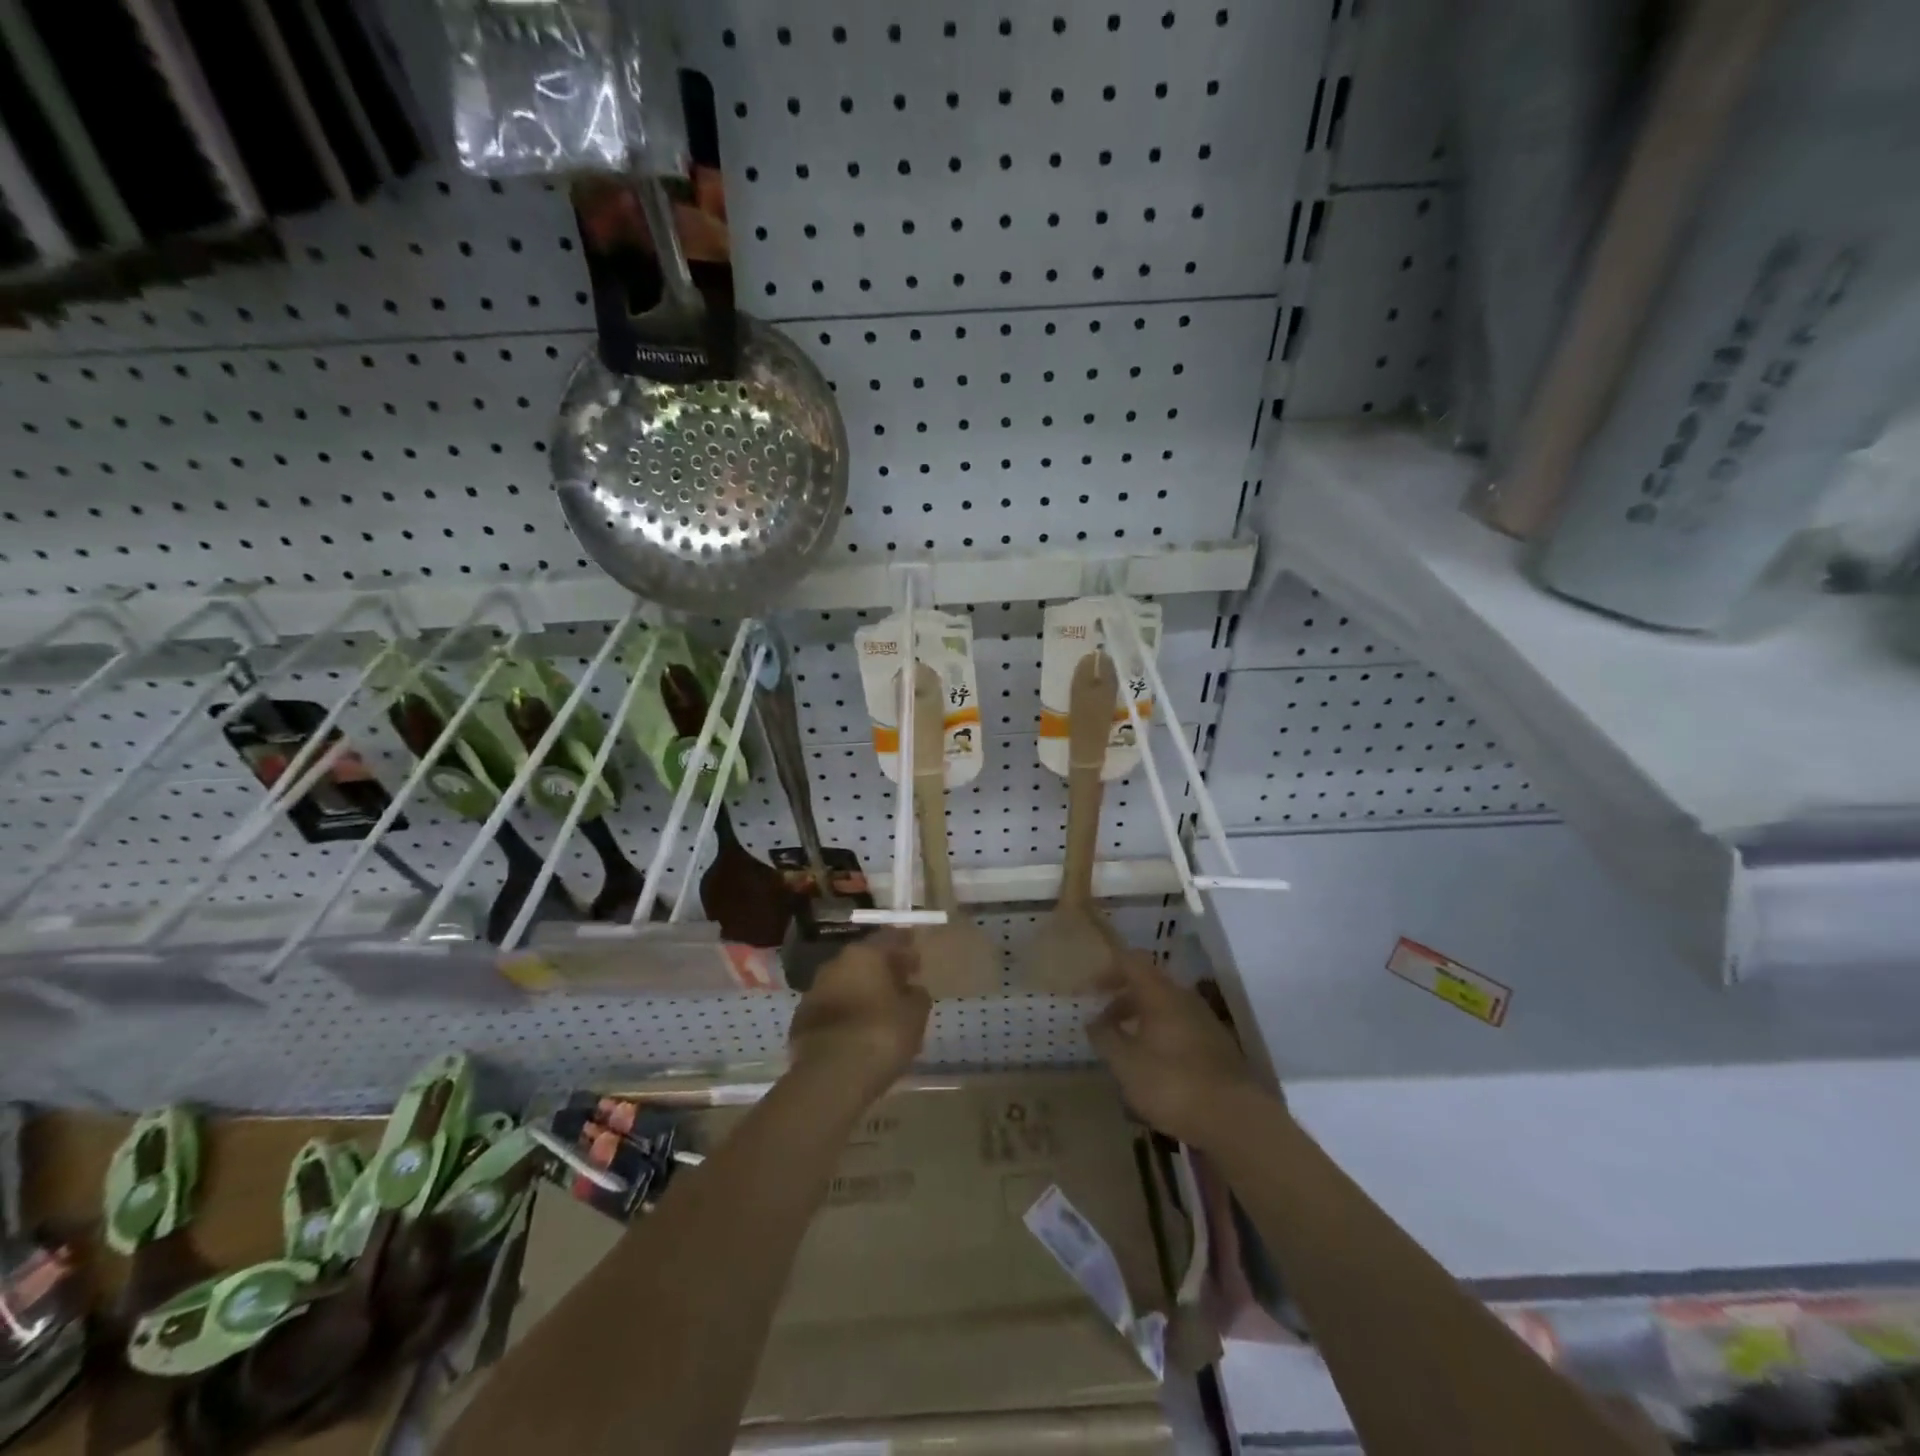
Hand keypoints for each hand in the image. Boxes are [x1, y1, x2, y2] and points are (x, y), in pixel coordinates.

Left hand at [788, 932, 931, 1104]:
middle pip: (863, 960)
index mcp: (865, 954)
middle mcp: (835, 964)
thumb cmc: (882, 1035)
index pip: (889, 939)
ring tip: (878, 1012)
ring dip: (860, 992)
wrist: (831, 1076)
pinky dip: (843, 1015)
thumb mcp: (915, 1014)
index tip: (916, 962)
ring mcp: (813, 991)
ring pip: (843, 984)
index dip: (905, 948)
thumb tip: (911, 990)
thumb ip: (916, 995)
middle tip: (899, 986)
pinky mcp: (800, 1020)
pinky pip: (830, 1009)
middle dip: (881, 971)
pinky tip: (855, 1032)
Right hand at [1086, 952, 1267, 1148]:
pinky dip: (1160, 1037)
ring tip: (1124, 1049)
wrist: (1236, 1119)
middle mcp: (1184, 999)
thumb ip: (1105, 1037)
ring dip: (1140, 1021)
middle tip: (1102, 1023)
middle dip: (1121, 1000)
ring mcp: (1205, 1022)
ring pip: (1165, 1008)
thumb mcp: (1126, 1063)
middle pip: (1148, 984)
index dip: (1106, 971)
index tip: (1088, 992)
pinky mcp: (1217, 1047)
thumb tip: (1093, 1021)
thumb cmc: (1172, 1084)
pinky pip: (1180, 1028)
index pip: (1130, 961)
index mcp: (1160, 993)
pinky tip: (1153, 1067)